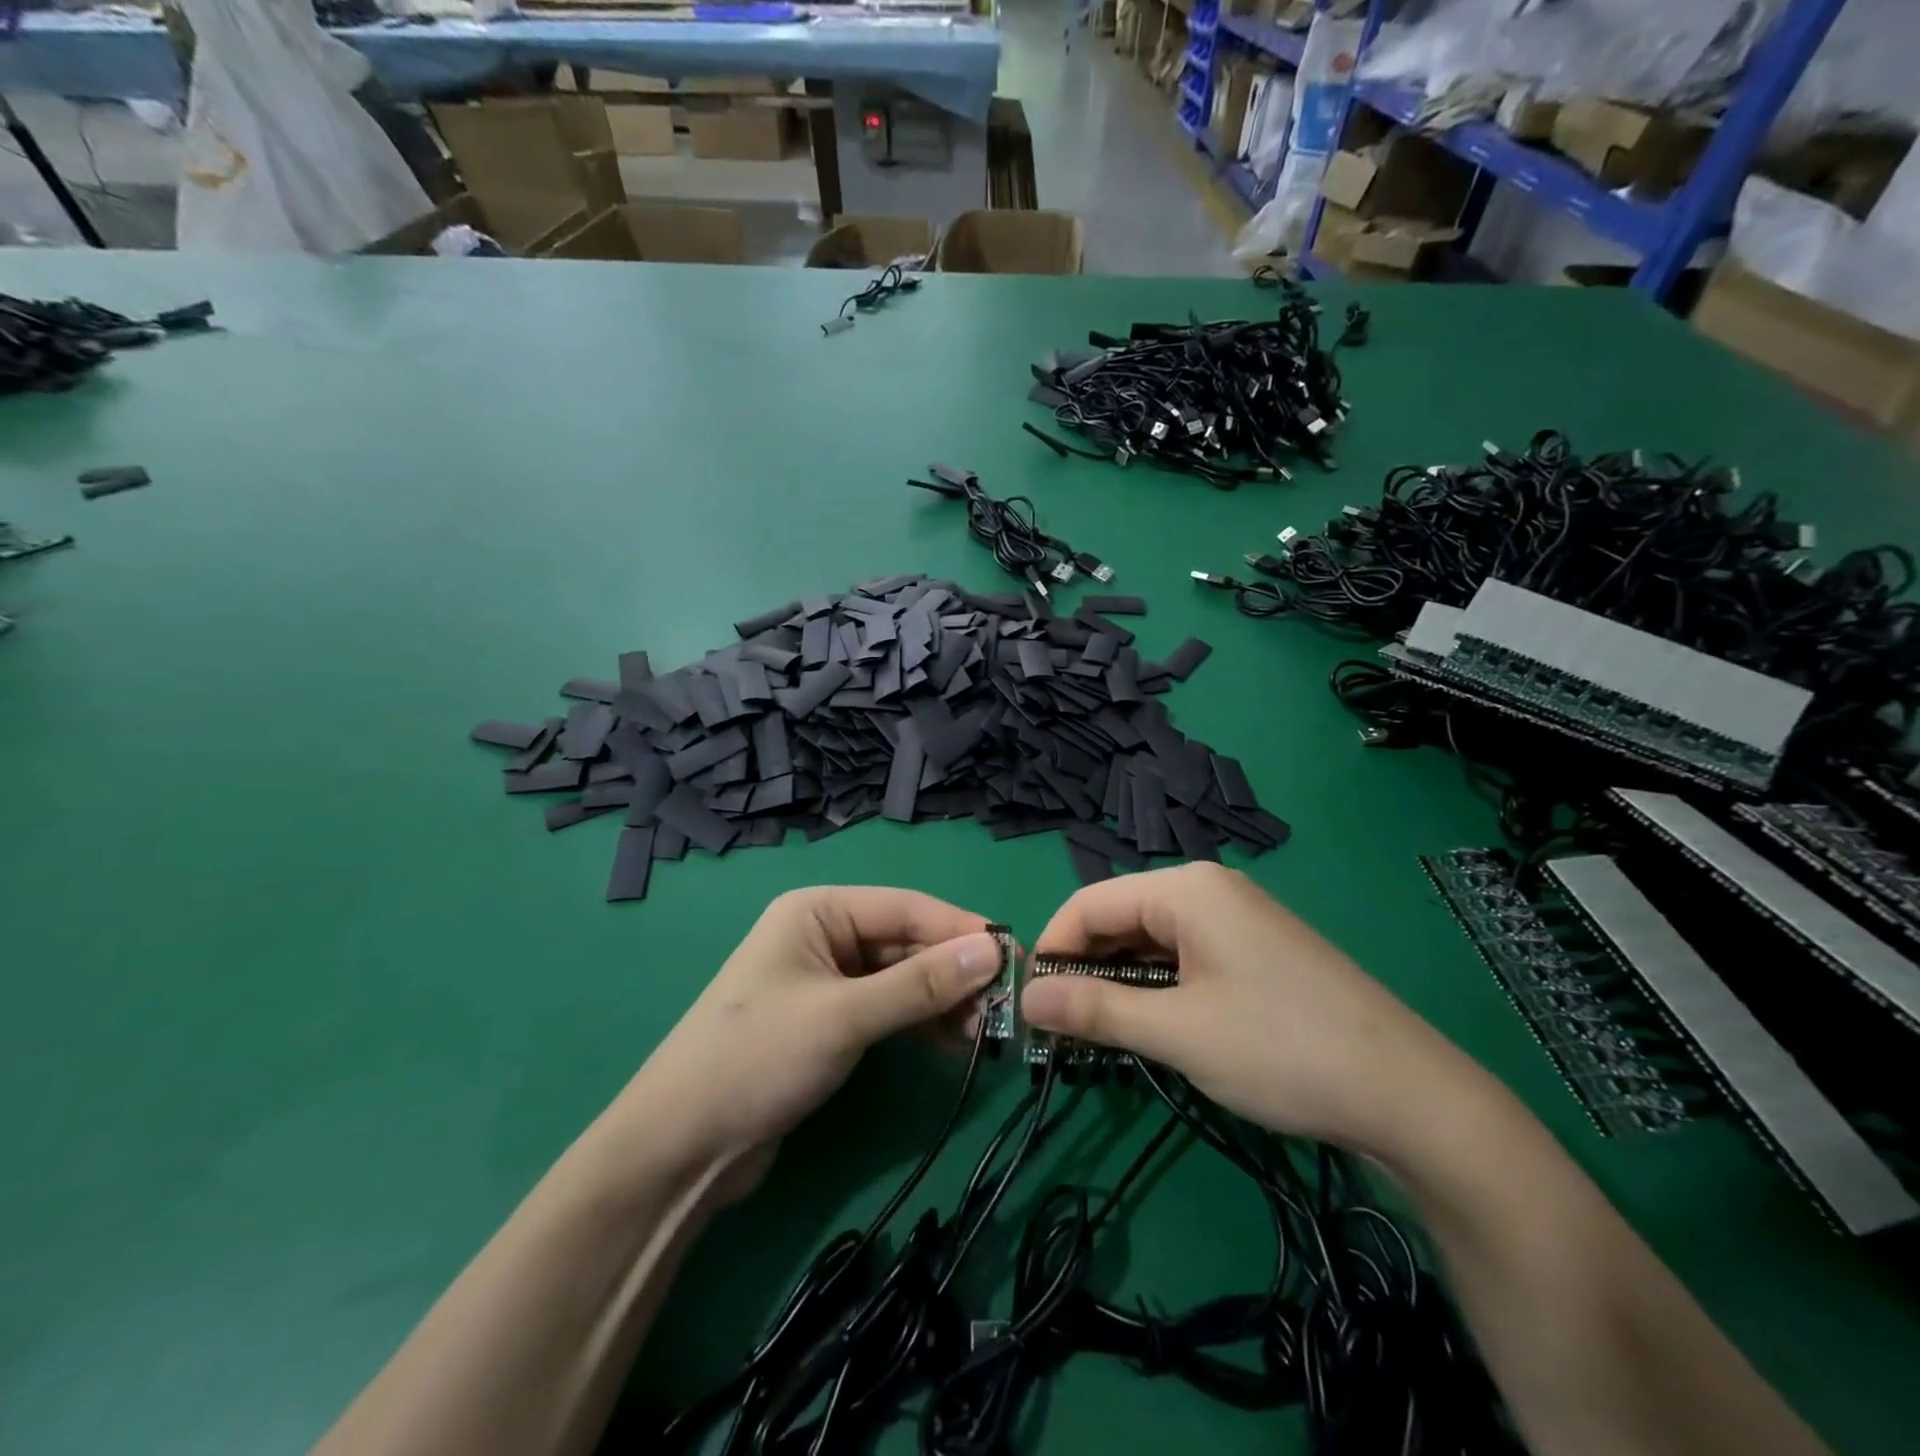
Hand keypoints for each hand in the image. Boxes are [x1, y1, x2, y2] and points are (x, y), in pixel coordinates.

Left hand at [608, 887, 1002, 1200]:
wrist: (680, 1150)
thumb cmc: (757, 1059)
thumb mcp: (845, 1016)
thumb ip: (920, 984)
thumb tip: (994, 950)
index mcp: (819, 911)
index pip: (906, 908)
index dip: (961, 930)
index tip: (1015, 955)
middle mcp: (825, 937)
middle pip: (906, 944)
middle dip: (954, 973)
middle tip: (1007, 1005)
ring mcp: (827, 982)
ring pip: (901, 980)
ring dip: (943, 1002)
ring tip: (988, 1032)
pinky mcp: (830, 1024)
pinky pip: (888, 1011)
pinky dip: (921, 1025)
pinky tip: (957, 1045)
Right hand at [1021, 864, 1486, 1156]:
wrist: (1411, 1096)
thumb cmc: (1281, 1050)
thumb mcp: (1178, 1033)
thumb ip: (1095, 1011)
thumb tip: (1025, 999)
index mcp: (1185, 889)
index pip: (1089, 903)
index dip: (1052, 950)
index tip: (1029, 1004)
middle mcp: (1208, 889)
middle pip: (1119, 917)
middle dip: (1084, 967)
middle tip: (1058, 1028)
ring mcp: (1237, 918)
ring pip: (1151, 940)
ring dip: (1118, 981)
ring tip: (1097, 1033)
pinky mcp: (1255, 950)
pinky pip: (1184, 955)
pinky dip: (1156, 985)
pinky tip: (1150, 1024)